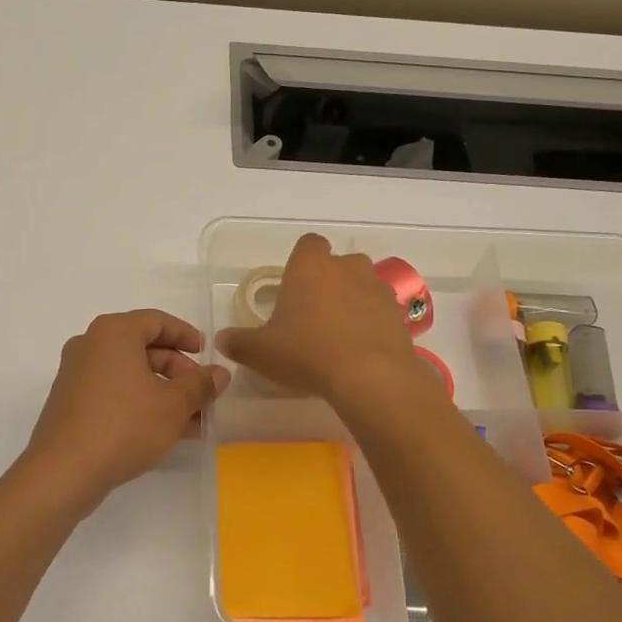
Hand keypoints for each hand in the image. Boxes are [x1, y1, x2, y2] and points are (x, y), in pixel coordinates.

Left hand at [22, 309, 230, 507]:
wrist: (64, 471)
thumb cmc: (124, 425)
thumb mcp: (173, 405)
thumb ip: (200, 385)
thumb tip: (220, 373)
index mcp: (113, 332)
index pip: (157, 321)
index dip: (187, 336)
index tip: (207, 356)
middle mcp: (91, 345)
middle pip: (143, 348)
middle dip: (178, 372)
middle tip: (202, 396)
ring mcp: (76, 375)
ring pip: (130, 375)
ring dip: (163, 394)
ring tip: (193, 422)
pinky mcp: (71, 403)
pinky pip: (114, 393)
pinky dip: (140, 405)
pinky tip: (164, 432)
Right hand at [216, 234, 425, 405]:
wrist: (370, 377)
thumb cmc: (307, 352)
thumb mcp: (260, 352)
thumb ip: (238, 342)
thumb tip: (222, 340)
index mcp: (310, 266)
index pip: (308, 244)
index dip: (302, 262)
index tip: (294, 288)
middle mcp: (347, 267)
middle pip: (338, 264)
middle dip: (328, 282)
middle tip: (312, 316)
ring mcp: (377, 288)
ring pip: (362, 286)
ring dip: (352, 302)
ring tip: (338, 336)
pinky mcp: (399, 314)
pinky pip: (380, 311)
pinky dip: (372, 323)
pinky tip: (359, 351)